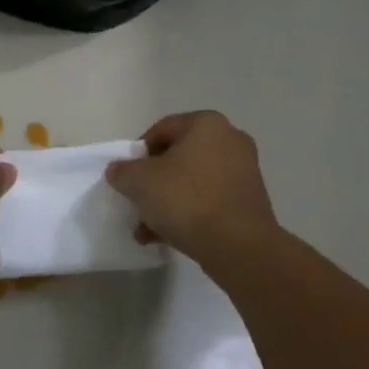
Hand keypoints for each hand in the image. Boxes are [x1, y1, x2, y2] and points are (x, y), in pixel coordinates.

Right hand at [105, 111, 278, 264]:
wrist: (238, 245)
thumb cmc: (186, 200)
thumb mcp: (140, 182)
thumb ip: (122, 171)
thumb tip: (118, 170)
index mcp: (206, 123)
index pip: (161, 130)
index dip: (138, 154)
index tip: (127, 178)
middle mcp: (230, 139)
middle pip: (178, 157)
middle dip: (153, 182)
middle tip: (137, 203)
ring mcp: (244, 171)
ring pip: (193, 182)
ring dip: (168, 202)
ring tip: (147, 229)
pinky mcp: (249, 200)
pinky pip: (210, 200)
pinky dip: (189, 213)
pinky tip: (167, 238)